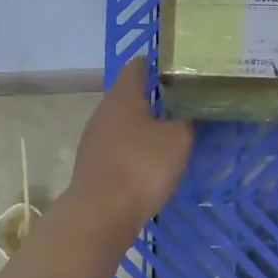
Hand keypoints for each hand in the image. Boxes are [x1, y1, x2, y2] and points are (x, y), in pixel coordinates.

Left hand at [68, 59, 192, 227]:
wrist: (102, 212)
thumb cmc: (142, 166)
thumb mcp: (178, 140)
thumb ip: (185, 122)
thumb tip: (185, 115)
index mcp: (123, 97)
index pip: (137, 68)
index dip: (155, 64)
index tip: (174, 66)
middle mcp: (103, 112)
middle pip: (128, 97)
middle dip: (151, 98)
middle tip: (179, 102)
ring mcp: (94, 140)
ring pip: (122, 124)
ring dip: (142, 127)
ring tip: (168, 133)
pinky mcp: (92, 166)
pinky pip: (117, 149)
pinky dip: (133, 150)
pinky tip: (149, 162)